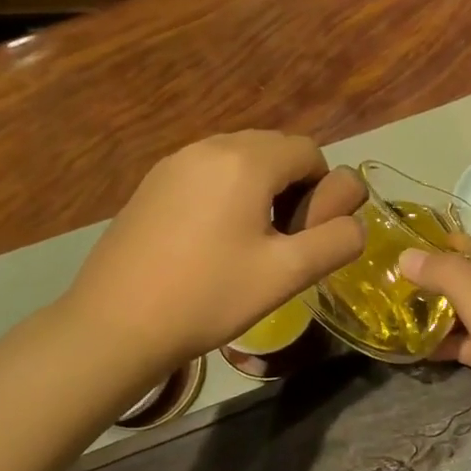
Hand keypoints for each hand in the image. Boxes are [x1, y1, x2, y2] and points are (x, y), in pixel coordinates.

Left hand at [69, 132, 365, 364]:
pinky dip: (225, 191)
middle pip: (274, 148)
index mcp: (246, 161)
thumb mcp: (287, 274)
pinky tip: (210, 239)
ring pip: (239, 158)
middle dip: (292, 185)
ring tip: (247, 241)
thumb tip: (354, 223)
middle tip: (281, 239)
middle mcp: (210, 146)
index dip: (322, 190)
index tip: (306, 235)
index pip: (308, 151)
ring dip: (259, 187)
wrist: (115, 324)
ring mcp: (175, 162)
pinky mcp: (152, 182)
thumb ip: (337, 241)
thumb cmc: (208, 296)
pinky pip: (207, 171)